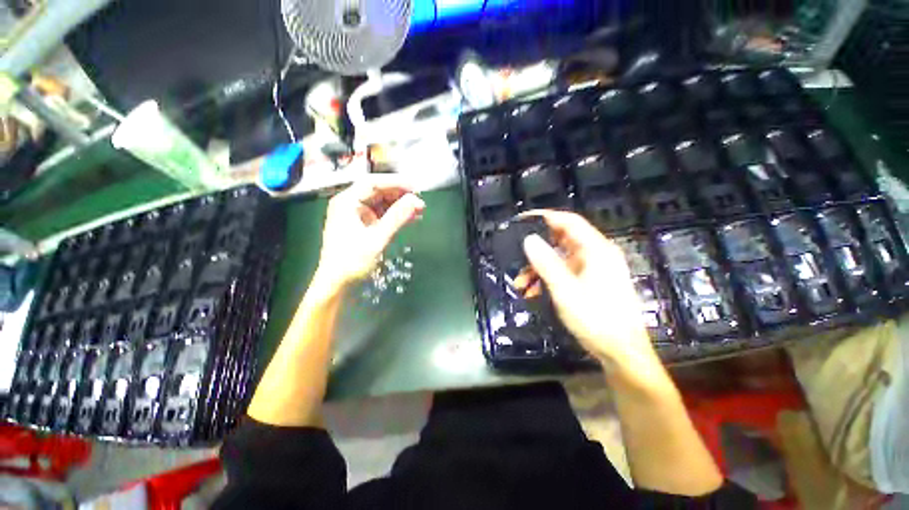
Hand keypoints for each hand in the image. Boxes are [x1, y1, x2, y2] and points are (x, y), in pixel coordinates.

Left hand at [314, 175, 424, 291]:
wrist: (338, 285)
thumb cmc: (352, 262)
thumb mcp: (377, 238)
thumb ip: (397, 218)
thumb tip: (416, 200)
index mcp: (347, 202)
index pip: (373, 183)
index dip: (396, 183)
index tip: (416, 188)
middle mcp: (351, 205)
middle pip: (379, 192)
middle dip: (401, 195)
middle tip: (420, 202)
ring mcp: (358, 216)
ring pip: (383, 203)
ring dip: (401, 206)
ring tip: (419, 210)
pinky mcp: (364, 226)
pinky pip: (383, 215)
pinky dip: (397, 216)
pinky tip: (411, 218)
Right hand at [516, 210, 659, 375]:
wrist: (621, 353)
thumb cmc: (596, 319)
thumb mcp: (565, 290)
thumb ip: (546, 262)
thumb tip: (529, 239)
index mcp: (596, 250)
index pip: (569, 222)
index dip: (545, 217)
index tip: (521, 221)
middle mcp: (596, 255)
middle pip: (561, 241)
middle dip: (537, 249)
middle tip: (516, 255)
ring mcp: (593, 270)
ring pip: (559, 260)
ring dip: (538, 269)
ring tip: (519, 283)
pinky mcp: (589, 283)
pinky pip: (563, 274)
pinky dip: (547, 279)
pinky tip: (533, 292)